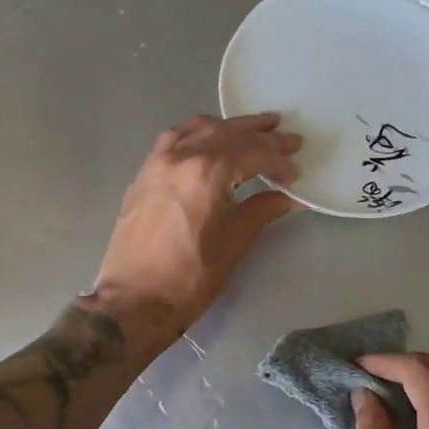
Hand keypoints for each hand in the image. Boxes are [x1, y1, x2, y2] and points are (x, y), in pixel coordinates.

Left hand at [89, 113, 301, 338]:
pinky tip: (210, 140)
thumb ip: (262, 210)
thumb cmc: (190, 277)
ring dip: (229, 128)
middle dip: (261, 135)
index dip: (278, 160)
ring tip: (254, 129)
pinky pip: (175, 138)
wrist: (133, 300)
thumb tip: (288, 197)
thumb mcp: (234, 243)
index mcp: (206, 172)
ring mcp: (157, 162)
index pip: (252, 152)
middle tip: (289, 138)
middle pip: (227, 133)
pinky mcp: (144, 174)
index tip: (295, 174)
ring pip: (199, 129)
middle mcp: (181, 156)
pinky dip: (199, 133)